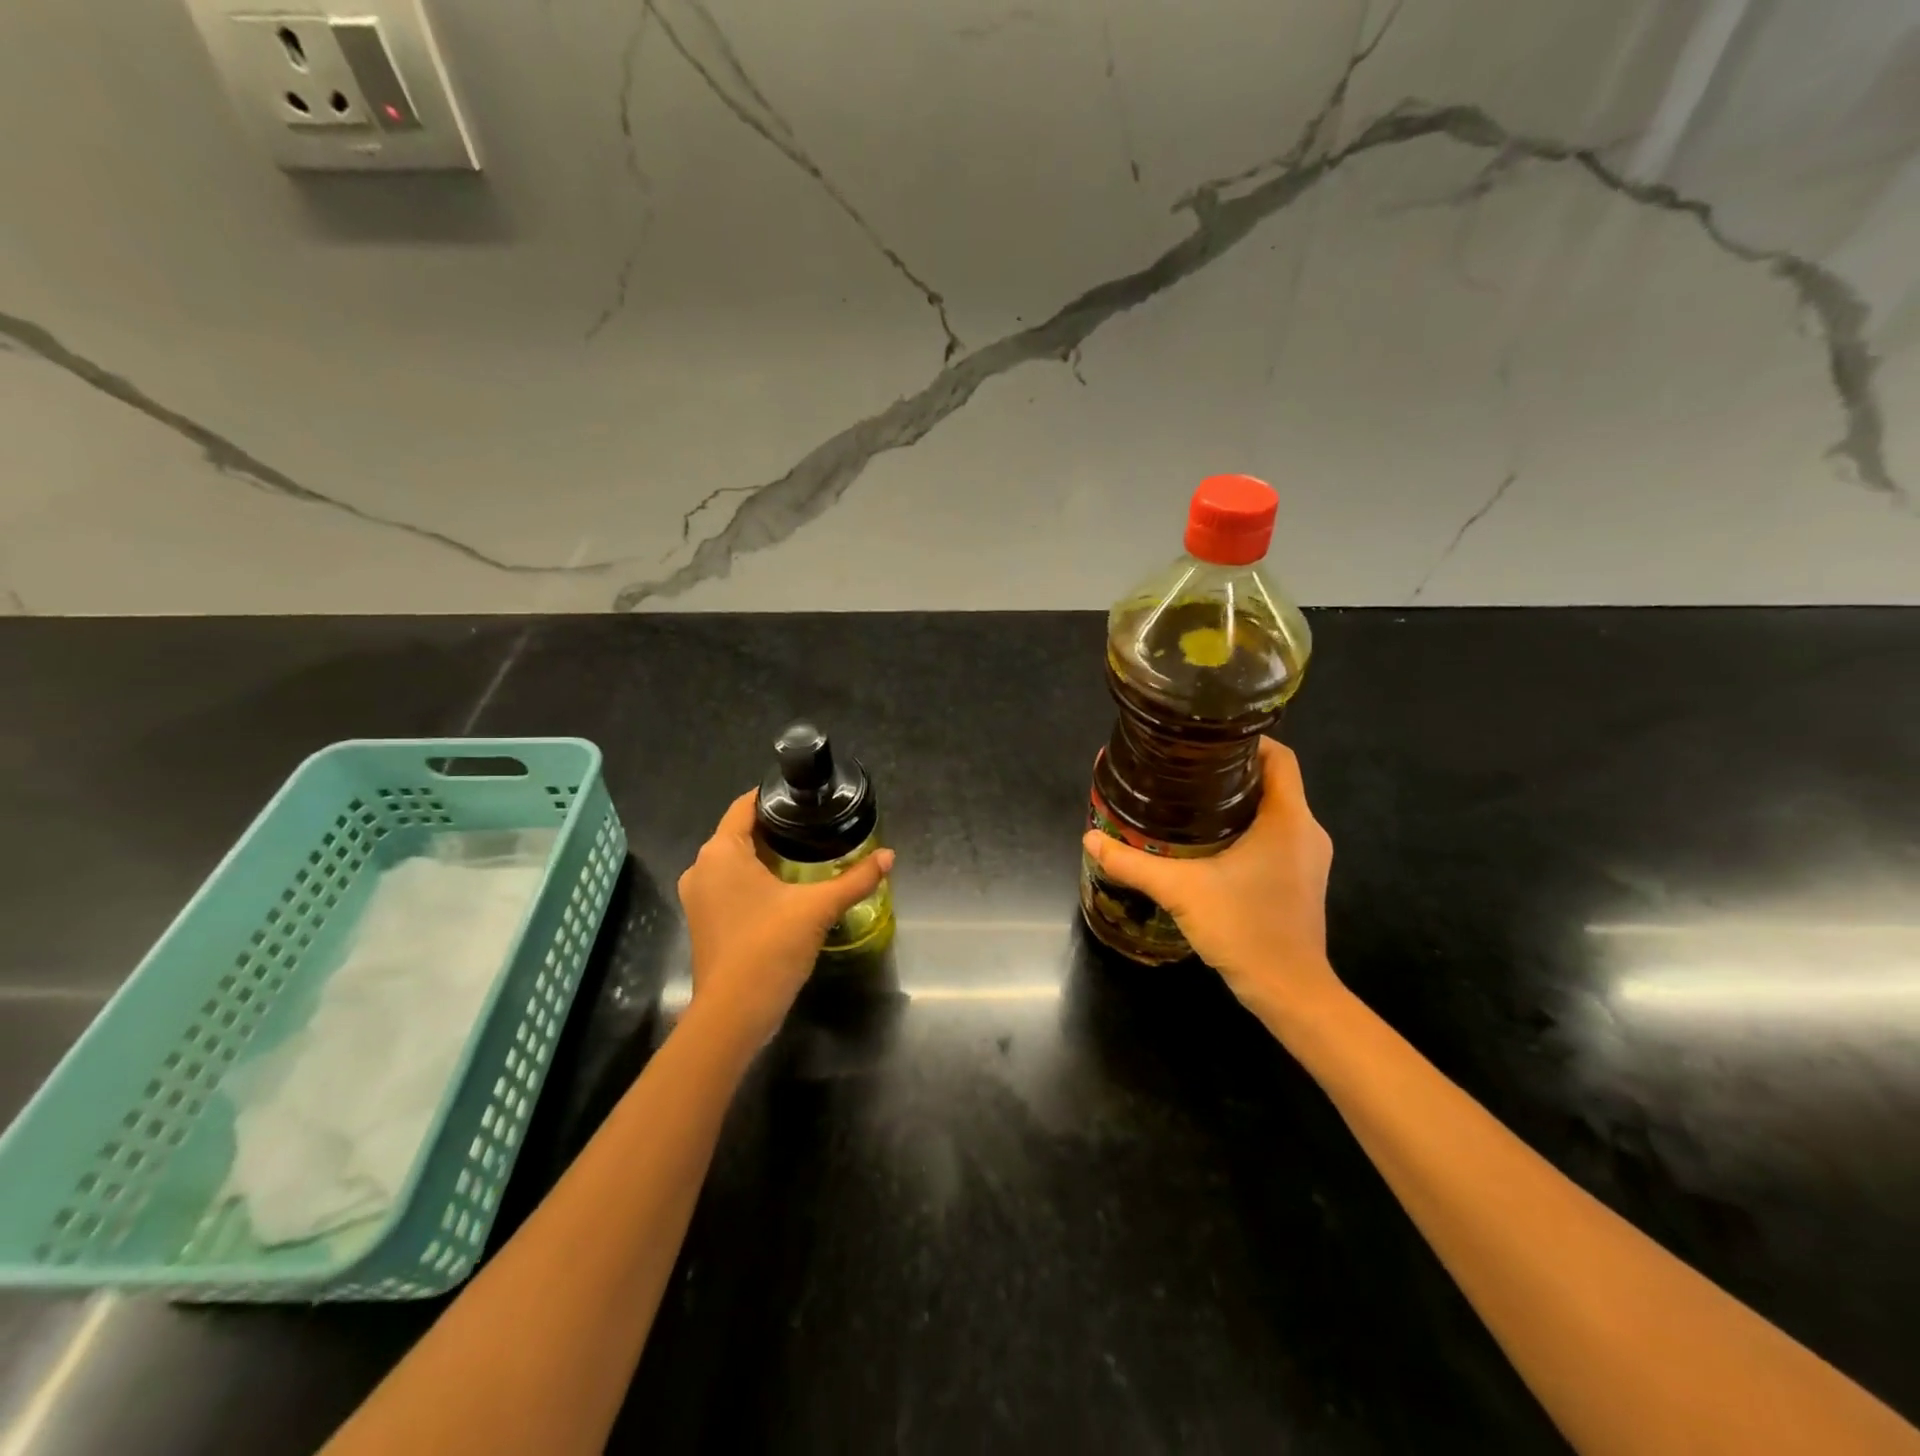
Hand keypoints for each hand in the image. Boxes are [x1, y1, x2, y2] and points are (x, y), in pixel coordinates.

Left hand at [677, 790, 893, 1046]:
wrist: (734, 1014)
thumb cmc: (770, 947)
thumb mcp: (818, 908)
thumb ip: (855, 879)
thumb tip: (889, 856)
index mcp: (720, 852)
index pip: (745, 806)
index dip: (774, 797)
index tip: (806, 797)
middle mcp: (702, 868)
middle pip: (741, 833)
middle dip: (777, 829)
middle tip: (817, 826)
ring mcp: (699, 897)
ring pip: (735, 861)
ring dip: (767, 856)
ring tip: (808, 853)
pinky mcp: (705, 921)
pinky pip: (731, 885)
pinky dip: (755, 880)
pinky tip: (787, 887)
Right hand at [1082, 738, 1340, 1023]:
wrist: (1290, 992)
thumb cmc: (1245, 928)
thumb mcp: (1181, 891)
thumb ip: (1133, 863)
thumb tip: (1090, 838)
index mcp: (1289, 818)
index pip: (1280, 757)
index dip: (1246, 740)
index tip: (1204, 742)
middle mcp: (1307, 831)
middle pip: (1274, 782)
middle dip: (1232, 772)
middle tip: (1184, 770)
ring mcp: (1309, 858)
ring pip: (1275, 812)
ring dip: (1239, 803)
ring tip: (1190, 802)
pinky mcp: (1302, 880)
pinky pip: (1277, 838)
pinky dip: (1248, 830)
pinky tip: (1210, 844)